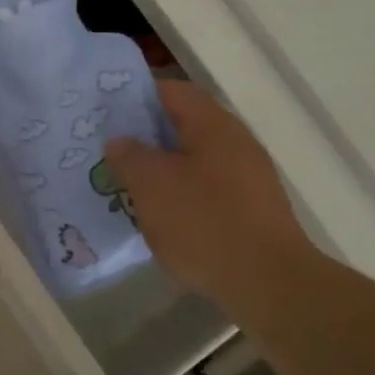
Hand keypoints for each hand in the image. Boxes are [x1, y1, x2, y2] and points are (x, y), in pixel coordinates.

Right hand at [104, 80, 313, 308]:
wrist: (269, 284)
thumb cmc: (204, 223)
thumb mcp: (151, 185)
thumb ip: (129, 156)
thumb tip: (120, 141)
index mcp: (213, 125)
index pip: (171, 90)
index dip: (135, 96)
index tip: (106, 113)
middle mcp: (236, 142)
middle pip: (184, 125)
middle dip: (145, 136)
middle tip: (111, 151)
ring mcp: (249, 177)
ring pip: (194, 159)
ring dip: (162, 168)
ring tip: (129, 186)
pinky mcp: (252, 209)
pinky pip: (207, 188)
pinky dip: (181, 194)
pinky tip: (162, 216)